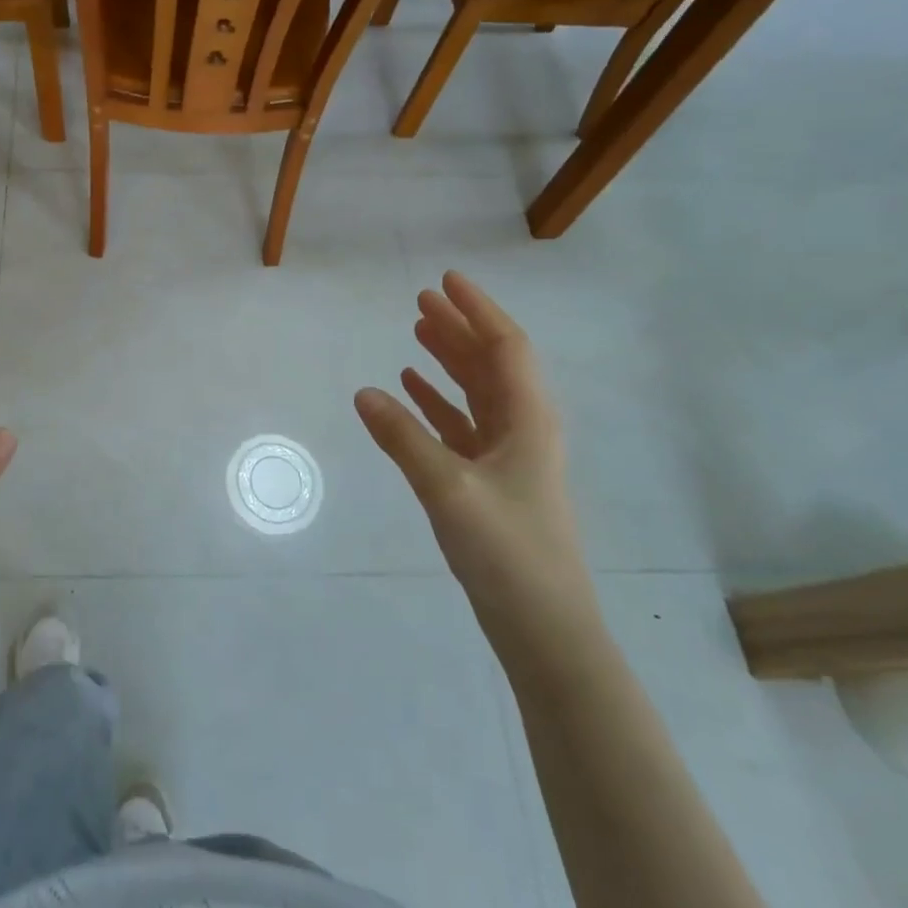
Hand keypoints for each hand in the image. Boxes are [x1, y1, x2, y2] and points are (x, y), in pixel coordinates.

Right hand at [355, 271, 600, 660]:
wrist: (544, 627)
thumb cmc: (507, 550)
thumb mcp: (447, 489)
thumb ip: (402, 438)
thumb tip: (363, 392)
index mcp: (528, 420)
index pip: (505, 347)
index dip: (477, 310)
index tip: (445, 280)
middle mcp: (523, 429)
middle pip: (490, 363)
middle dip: (458, 328)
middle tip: (421, 300)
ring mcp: (507, 457)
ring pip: (476, 393)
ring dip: (448, 361)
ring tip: (416, 333)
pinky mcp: (490, 482)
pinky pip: (462, 426)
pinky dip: (438, 402)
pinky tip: (411, 390)